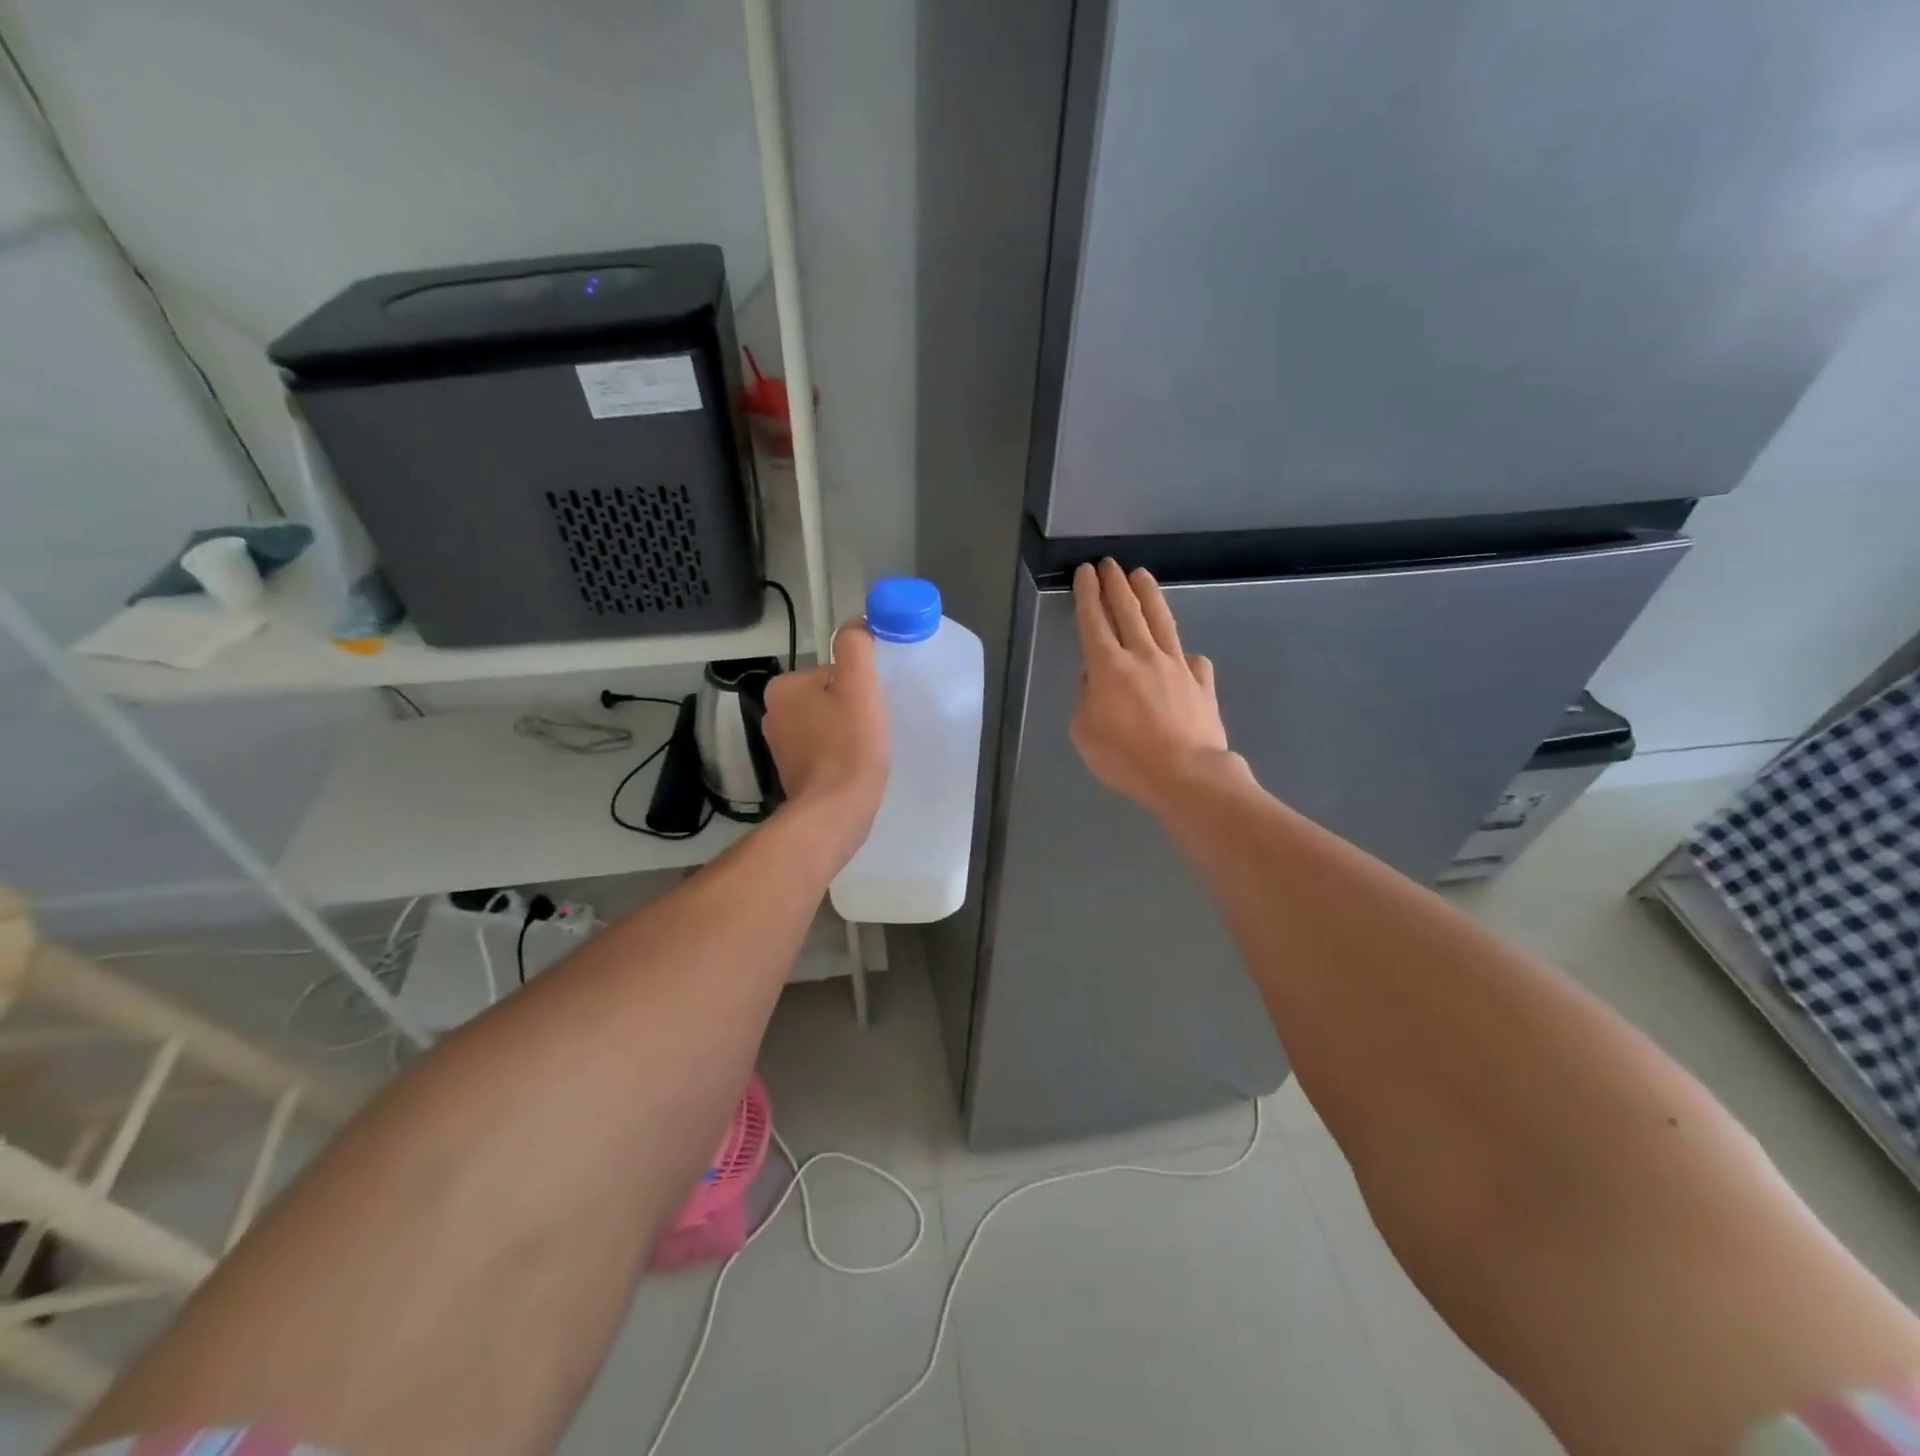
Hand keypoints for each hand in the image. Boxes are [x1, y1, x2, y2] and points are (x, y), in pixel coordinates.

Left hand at [763, 621, 890, 853]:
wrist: (835, 812)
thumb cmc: (849, 746)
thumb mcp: (859, 685)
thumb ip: (856, 646)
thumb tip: (857, 624)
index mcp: (783, 687)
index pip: (833, 672)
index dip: (860, 687)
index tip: (871, 707)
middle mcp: (773, 713)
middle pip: (829, 696)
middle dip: (852, 709)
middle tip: (871, 729)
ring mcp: (780, 745)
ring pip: (827, 723)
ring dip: (848, 732)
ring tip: (865, 750)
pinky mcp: (792, 772)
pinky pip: (823, 749)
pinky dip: (840, 754)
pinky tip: (854, 767)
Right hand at [1070, 559, 1236, 813]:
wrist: (1186, 775)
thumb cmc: (1126, 758)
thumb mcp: (1084, 732)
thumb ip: (1085, 697)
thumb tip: (1094, 677)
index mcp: (1108, 667)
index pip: (1094, 621)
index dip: (1088, 594)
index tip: (1085, 572)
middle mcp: (1143, 656)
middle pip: (1128, 610)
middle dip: (1116, 584)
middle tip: (1109, 563)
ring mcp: (1176, 666)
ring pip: (1161, 621)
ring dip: (1149, 595)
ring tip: (1142, 575)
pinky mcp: (1201, 682)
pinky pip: (1190, 659)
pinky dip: (1181, 652)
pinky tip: (1180, 654)